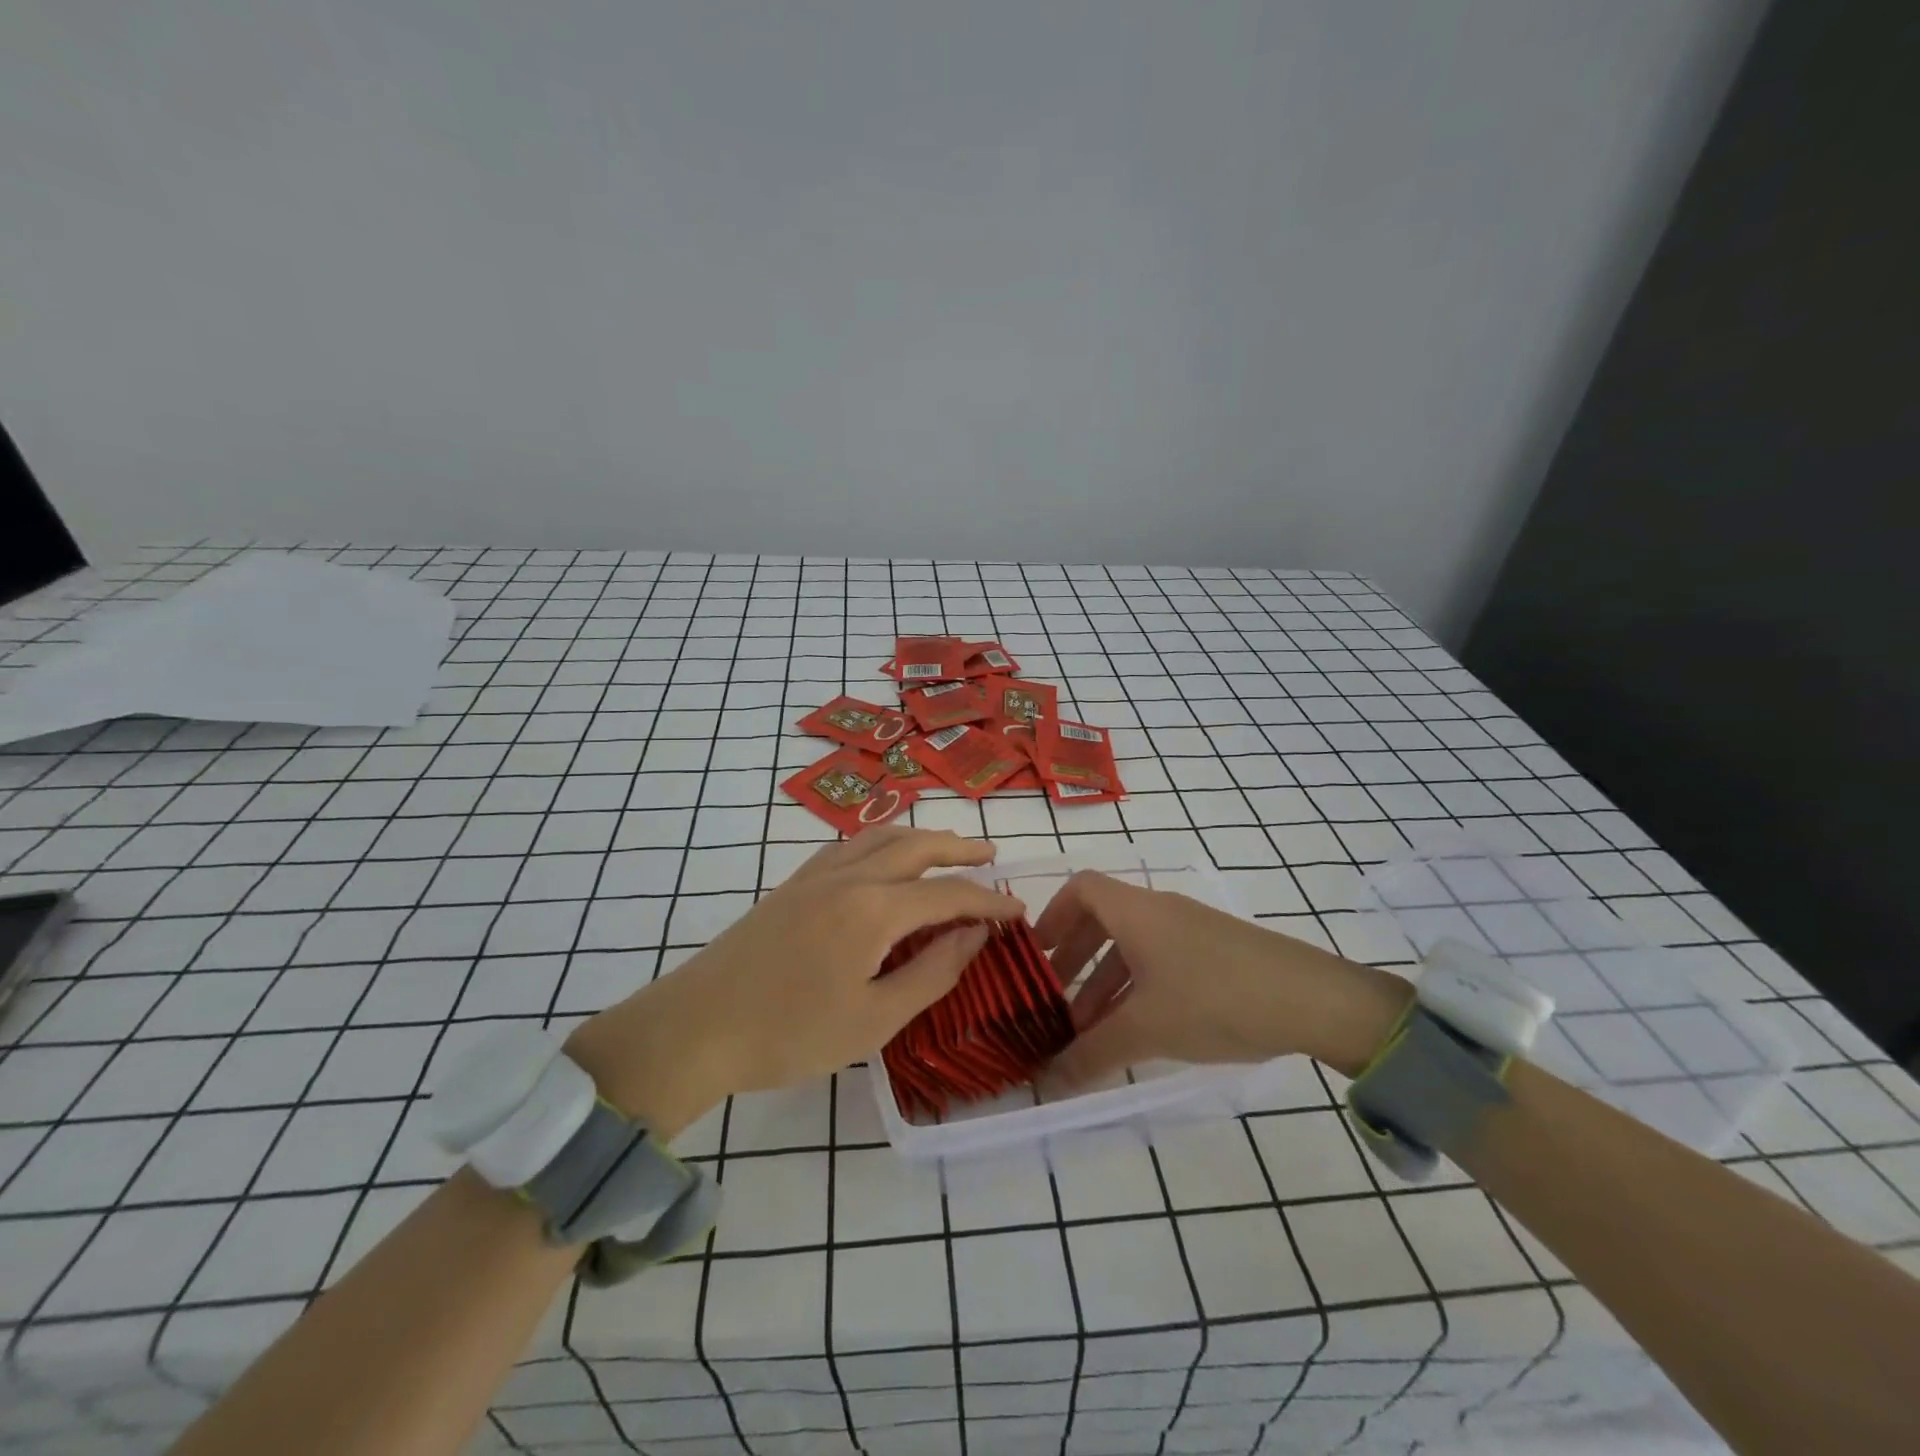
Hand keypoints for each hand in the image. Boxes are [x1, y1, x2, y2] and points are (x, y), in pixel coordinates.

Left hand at [566, 829, 1024, 1135]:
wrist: (698, 1026)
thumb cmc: (791, 1033)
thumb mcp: (875, 1019)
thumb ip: (933, 972)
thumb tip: (974, 935)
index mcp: (875, 909)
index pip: (949, 894)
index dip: (988, 902)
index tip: (1018, 911)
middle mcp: (850, 876)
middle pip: (917, 847)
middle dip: (959, 848)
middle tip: (991, 854)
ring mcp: (817, 874)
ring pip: (880, 836)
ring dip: (920, 836)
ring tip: (946, 846)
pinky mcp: (793, 883)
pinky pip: (850, 844)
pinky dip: (881, 840)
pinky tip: (882, 856)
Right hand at [1033, 871, 1413, 1084]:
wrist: (1313, 1001)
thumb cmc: (1214, 999)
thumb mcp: (1146, 1029)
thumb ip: (1091, 1054)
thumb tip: (1046, 1082)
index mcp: (1136, 911)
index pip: (1080, 888)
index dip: (1051, 915)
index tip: (1034, 954)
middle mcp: (1159, 910)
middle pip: (1102, 919)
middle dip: (1073, 959)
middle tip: (1052, 1000)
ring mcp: (1191, 930)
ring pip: (1132, 946)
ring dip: (1104, 982)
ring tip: (1089, 1030)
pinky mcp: (1216, 953)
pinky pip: (1160, 961)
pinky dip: (1137, 988)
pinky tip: (1138, 1030)